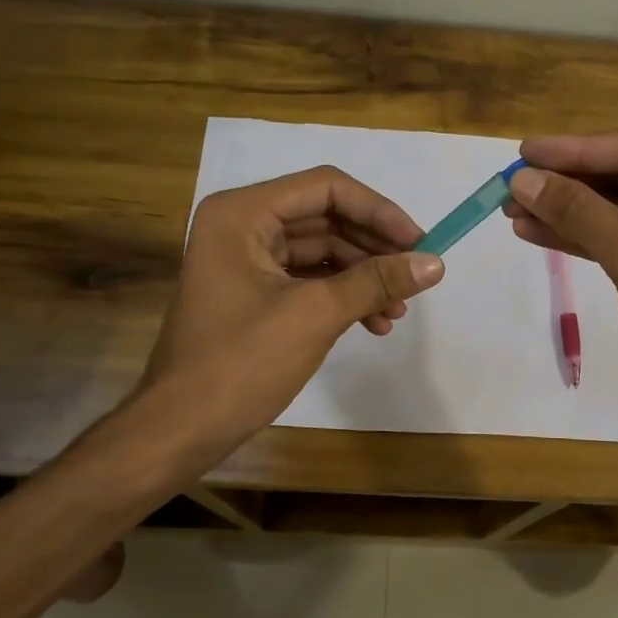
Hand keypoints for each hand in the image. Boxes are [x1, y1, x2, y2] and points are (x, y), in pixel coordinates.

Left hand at [140, 166, 444, 455]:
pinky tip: (374, 323)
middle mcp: (242, 226)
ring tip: (398, 310)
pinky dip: (343, 296)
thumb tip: (435, 263)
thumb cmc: (241, 362)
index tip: (420, 242)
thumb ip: (376, 281)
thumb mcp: (315, 315)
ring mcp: (246, 260)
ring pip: (322, 252)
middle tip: (415, 275)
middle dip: (374, 248)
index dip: (379, 211)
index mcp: (242, 214)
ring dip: (363, 277)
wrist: (182, 428)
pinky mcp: (254, 293)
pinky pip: (309, 280)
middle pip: (326, 218)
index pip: (326, 189)